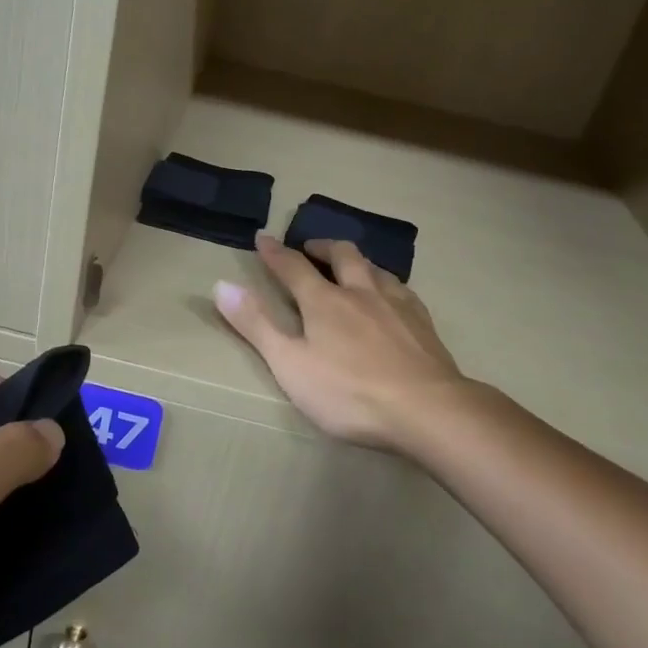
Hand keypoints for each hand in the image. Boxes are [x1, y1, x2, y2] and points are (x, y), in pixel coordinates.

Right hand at [213, 234, 466, 452]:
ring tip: (352, 266)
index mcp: (324, 301)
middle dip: (322, 247)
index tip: (263, 238)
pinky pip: (403, 289)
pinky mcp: (423, 323)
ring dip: (357, 261)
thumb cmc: (349, 392)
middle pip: (342, 256)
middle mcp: (361, 292)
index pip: (293, 267)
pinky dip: (388, 283)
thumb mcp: (290, 364)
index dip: (275, 252)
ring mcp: (396, 305)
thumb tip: (221, 285)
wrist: (426, 409)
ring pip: (376, 268)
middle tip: (311, 248)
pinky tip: (393, 296)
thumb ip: (256, 325)